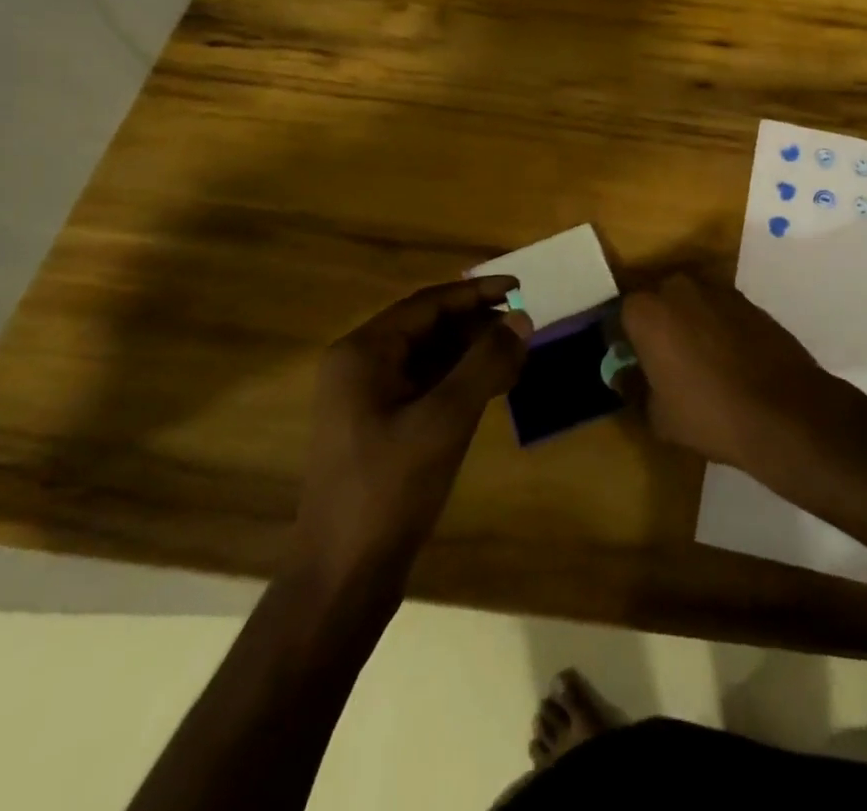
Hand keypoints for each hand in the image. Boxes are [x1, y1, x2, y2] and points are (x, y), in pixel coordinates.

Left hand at [290, 277, 529, 582]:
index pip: (428, 304)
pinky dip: (459, 382)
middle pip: (427, 328)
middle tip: (524, 327)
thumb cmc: (390, 489)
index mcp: (363, 353)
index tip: (520, 287)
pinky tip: (492, 389)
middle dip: (477, 326)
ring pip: (428, 358)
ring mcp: (366, 400)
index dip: (476, 293)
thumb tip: (522, 318)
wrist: (342, 578)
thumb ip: (486, 362)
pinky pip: (424, 387)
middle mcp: (359, 367)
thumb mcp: (445, 419)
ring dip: (471, 354)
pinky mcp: (378, 428)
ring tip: (517, 357)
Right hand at [618, 274, 835, 469]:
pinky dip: (717, 326)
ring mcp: (718, 290)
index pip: (621, 315)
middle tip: (662, 360)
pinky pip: (719, 309)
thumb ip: (635, 388)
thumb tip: (625, 375)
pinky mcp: (748, 300)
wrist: (784, 411)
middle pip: (656, 300)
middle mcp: (679, 288)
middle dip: (656, 324)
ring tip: (698, 361)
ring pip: (690, 302)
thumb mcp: (658, 415)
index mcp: (647, 311)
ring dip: (688, 322)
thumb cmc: (709, 414)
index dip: (624, 340)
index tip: (631, 363)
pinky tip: (727, 359)